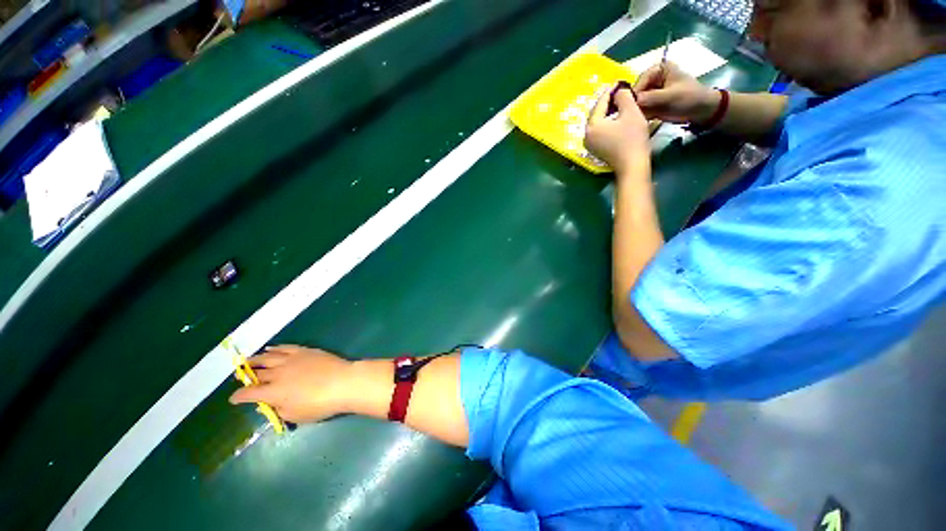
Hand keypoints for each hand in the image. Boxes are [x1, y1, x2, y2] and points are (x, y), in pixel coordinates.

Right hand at [229, 345, 362, 422]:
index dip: (239, 397)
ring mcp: (292, 360)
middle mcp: (278, 374)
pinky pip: (285, 348)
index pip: (249, 394)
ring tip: (247, 360)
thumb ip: (279, 410)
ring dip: (255, 359)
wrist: (343, 382)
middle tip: (239, 376)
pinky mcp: (305, 351)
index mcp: (273, 392)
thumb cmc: (320, 404)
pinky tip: (270, 348)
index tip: (234, 399)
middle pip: (258, 374)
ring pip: (268, 357)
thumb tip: (271, 403)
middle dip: (246, 376)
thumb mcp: (296, 415)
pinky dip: (275, 348)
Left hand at [584, 85, 649, 173]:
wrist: (632, 164)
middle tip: (621, 92)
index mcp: (592, 125)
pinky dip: (607, 123)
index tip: (620, 82)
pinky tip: (617, 118)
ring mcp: (589, 144)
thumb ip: (623, 97)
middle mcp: (586, 135)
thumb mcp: (631, 112)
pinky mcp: (595, 149)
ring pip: (598, 122)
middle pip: (596, 113)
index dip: (610, 91)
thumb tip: (619, 90)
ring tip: (621, 103)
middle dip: (608, 102)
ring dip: (608, 112)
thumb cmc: (632, 138)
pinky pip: (600, 131)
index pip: (600, 103)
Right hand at [633, 62, 720, 123]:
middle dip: (634, 103)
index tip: (632, 105)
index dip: (635, 92)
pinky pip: (639, 109)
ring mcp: (650, 92)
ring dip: (636, 110)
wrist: (700, 110)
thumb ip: (652, 97)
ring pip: (636, 102)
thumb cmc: (689, 97)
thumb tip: (635, 101)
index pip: (641, 80)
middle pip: (636, 91)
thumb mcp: (671, 96)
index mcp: (659, 69)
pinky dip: (638, 115)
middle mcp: (652, 79)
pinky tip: (640, 120)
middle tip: (633, 114)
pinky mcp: (650, 104)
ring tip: (636, 119)